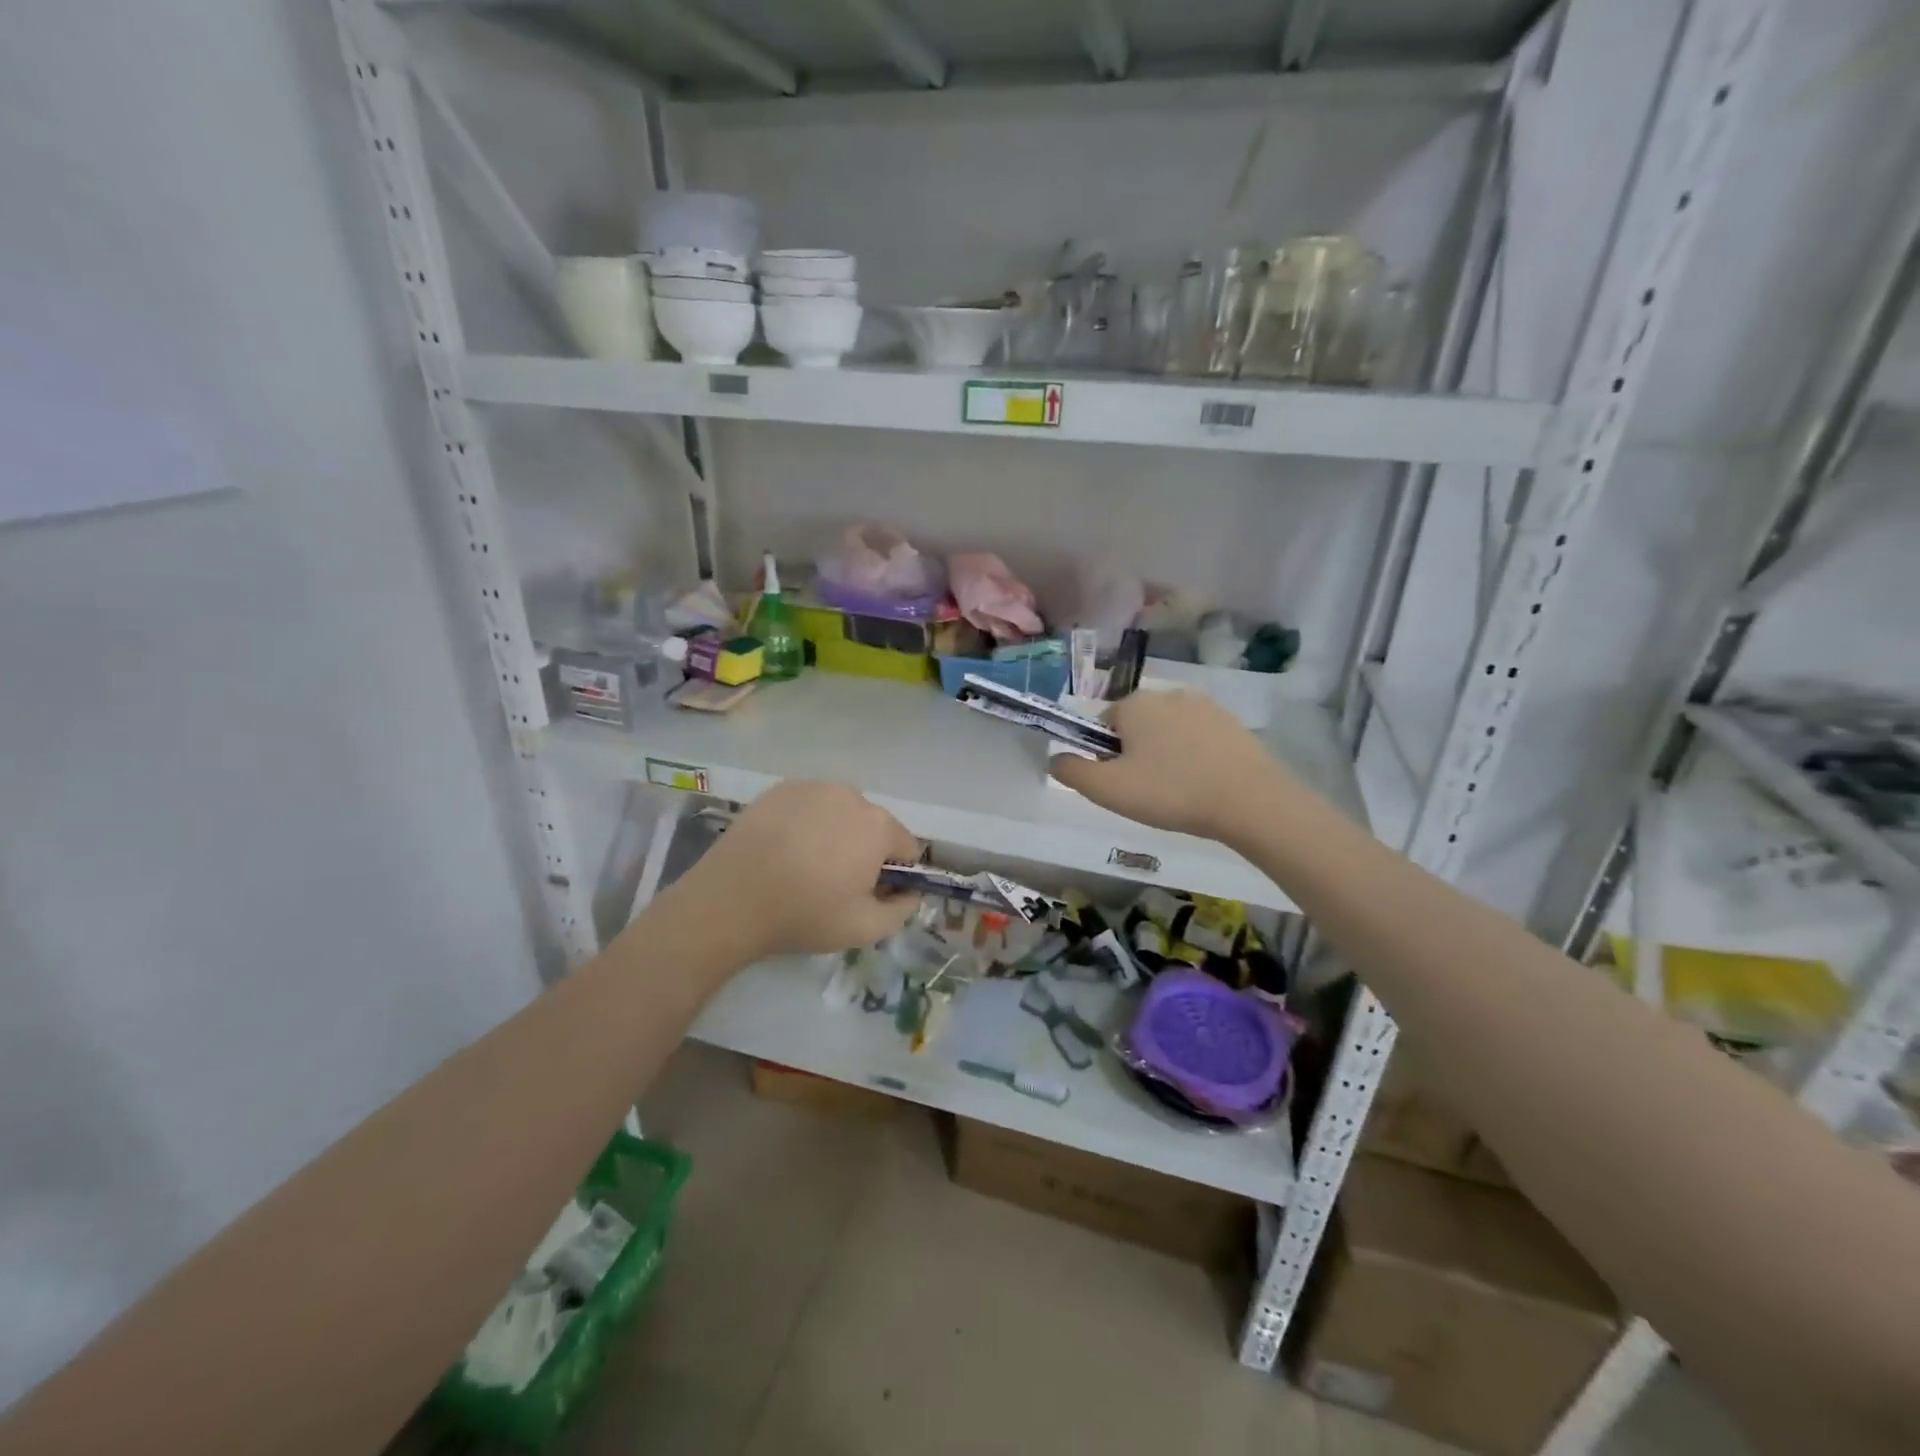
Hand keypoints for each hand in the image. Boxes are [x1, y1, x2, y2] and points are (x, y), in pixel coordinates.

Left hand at [669, 782, 920, 957]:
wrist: (731, 900)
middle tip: (835, 882)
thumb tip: (911, 892)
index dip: (896, 873)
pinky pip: (809, 805)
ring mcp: (813, 788)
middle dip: (865, 849)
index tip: (871, 893)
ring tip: (805, 864)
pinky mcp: (780, 789)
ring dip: (836, 832)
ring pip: (840, 812)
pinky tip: (784, 849)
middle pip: (873, 825)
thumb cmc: (805, 915)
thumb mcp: (865, 929)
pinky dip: (806, 822)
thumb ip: (902, 910)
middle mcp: (851, 796)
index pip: (907, 846)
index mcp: (878, 826)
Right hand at [1048, 689, 1289, 841]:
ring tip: (1178, 792)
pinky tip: (1204, 784)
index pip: (1103, 725)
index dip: (1105, 756)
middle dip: (1136, 754)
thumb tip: (1054, 758)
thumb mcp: (1108, 790)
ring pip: (1169, 732)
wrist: (1250, 801)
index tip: (1120, 784)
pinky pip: (1199, 739)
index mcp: (1134, 704)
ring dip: (1166, 755)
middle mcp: (1168, 694)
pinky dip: (1195, 757)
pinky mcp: (1233, 723)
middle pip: (1136, 726)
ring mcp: (1205, 706)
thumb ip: (1073, 772)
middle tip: (1147, 792)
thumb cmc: (1171, 792)